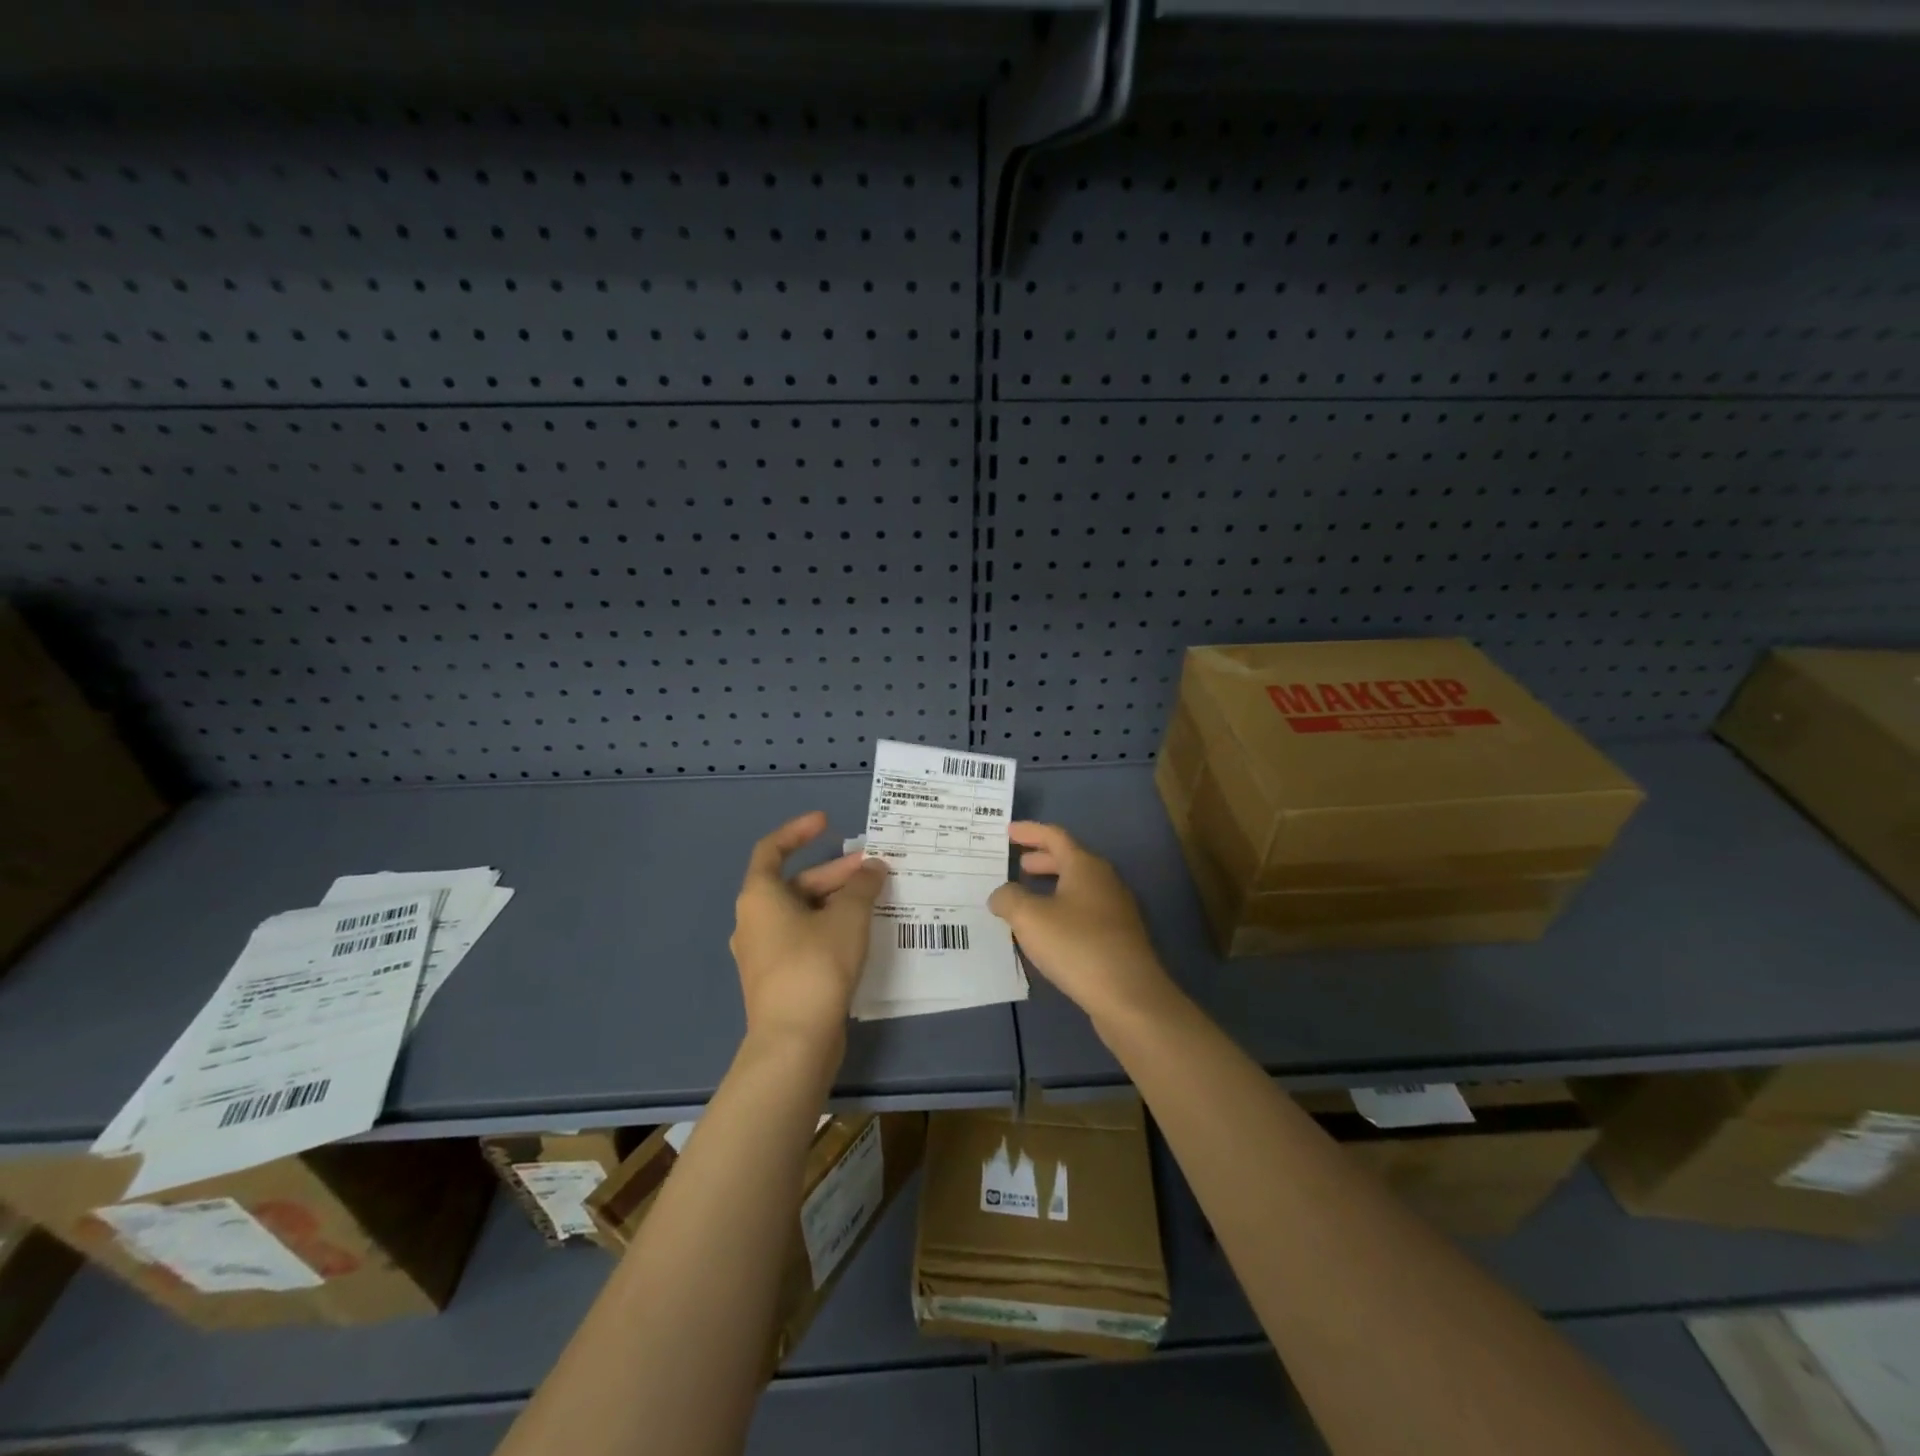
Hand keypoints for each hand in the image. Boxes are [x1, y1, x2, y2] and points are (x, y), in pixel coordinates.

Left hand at [730, 811, 887, 1049]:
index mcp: (759, 897)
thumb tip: (873, 868)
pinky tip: (859, 934)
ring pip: (801, 913)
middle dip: (834, 873)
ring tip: (873, 899)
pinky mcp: (777, 979)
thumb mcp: (848, 918)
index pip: (772, 849)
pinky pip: (803, 938)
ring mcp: (763, 953)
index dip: (799, 831)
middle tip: (872, 869)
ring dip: (834, 901)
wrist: (794, 1042)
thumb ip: (862, 886)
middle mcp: (753, 920)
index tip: (827, 823)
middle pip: (794, 884)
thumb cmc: (816, 966)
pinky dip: (828, 927)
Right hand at [987, 822, 1175, 1025]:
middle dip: (1041, 860)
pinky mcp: (1119, 937)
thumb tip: (1001, 894)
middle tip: (1017, 865)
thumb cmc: (1077, 946)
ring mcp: (1116, 910)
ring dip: (1052, 887)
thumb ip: (1008, 899)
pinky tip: (1048, 931)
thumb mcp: (1030, 918)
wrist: (1129, 996)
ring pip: (1078, 887)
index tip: (1008, 832)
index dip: (1030, 832)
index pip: (1055, 836)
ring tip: (1026, 898)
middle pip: (1069, 860)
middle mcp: (1104, 881)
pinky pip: (1084, 911)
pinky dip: (1062, 909)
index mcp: (1085, 866)